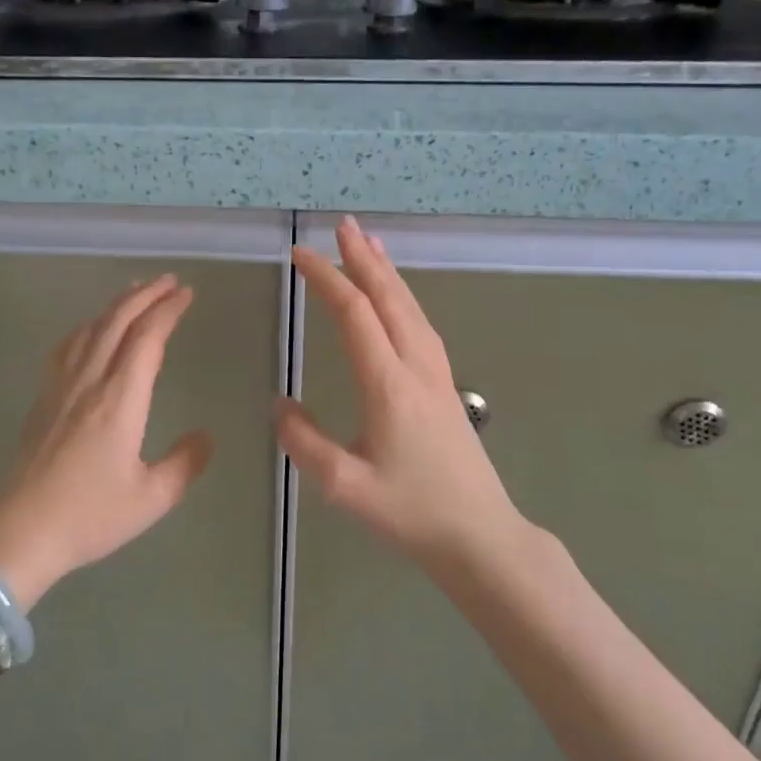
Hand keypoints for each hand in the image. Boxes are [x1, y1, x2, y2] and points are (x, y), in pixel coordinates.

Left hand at [0, 275, 213, 607]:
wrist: (19, 532)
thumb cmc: (89, 516)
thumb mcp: (151, 498)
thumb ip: (184, 463)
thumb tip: (206, 436)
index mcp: (120, 399)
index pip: (147, 338)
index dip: (167, 310)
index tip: (186, 294)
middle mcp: (90, 380)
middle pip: (117, 321)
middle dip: (145, 295)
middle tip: (169, 281)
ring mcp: (61, 386)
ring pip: (90, 328)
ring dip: (117, 305)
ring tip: (136, 292)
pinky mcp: (44, 397)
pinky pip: (68, 345)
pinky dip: (88, 325)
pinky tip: (91, 328)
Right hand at [277, 217, 520, 569]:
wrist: (480, 536)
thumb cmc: (411, 512)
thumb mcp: (344, 486)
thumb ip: (304, 442)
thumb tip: (280, 404)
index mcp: (388, 384)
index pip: (354, 314)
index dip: (326, 279)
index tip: (299, 256)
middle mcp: (415, 366)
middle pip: (388, 297)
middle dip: (362, 258)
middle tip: (341, 225)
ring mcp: (436, 373)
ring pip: (410, 307)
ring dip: (386, 271)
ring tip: (368, 243)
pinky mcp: (445, 384)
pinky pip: (421, 324)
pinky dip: (404, 296)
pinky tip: (398, 296)